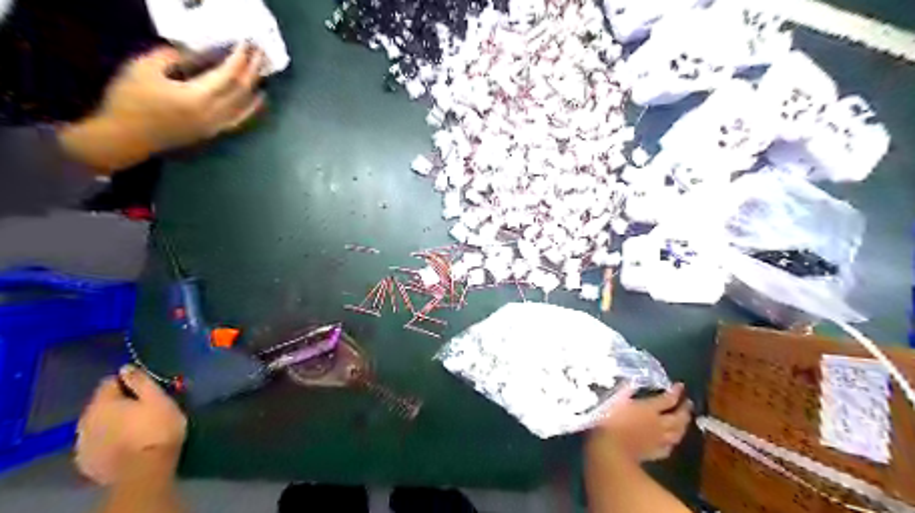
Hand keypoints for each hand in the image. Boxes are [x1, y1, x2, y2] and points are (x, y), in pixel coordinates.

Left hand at [76, 365, 185, 484]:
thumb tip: (126, 367)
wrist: (144, 470)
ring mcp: (82, 443)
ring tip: (133, 427)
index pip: (109, 382)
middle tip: (143, 408)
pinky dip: (107, 440)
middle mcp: (85, 420)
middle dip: (118, 403)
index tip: (145, 389)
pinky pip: (96, 443)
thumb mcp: (158, 399)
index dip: (128, 382)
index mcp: (103, 403)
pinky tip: (124, 444)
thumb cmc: (157, 428)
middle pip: (101, 404)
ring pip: (97, 424)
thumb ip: (141, 382)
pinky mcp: (85, 461)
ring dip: (111, 422)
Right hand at [98, 42, 264, 151]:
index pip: (228, 75)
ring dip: (256, 87)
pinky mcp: (214, 133)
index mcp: (198, 97)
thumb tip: (189, 53)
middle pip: (242, 91)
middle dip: (253, 70)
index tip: (248, 44)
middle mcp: (214, 114)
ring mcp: (217, 126)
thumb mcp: (142, 69)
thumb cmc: (130, 101)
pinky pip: (240, 119)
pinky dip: (252, 107)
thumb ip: (169, 57)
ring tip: (263, 72)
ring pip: (245, 106)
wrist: (126, 137)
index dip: (240, 59)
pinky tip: (258, 100)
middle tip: (260, 54)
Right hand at [594, 382, 693, 462]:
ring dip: (683, 426)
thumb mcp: (614, 400)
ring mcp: (658, 440)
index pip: (668, 399)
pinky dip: (672, 442)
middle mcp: (658, 424)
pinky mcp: (654, 453)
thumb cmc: (609, 421)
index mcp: (649, 409)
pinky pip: (668, 447)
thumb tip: (631, 382)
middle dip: (685, 409)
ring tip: (684, 421)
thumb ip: (625, 391)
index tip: (681, 386)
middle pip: (678, 417)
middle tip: (688, 403)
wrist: (610, 449)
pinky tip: (671, 441)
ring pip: (677, 433)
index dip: (676, 392)